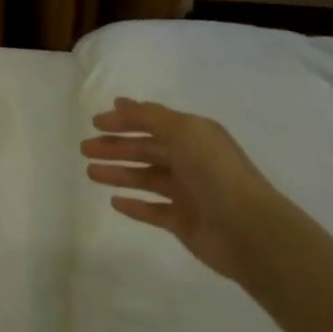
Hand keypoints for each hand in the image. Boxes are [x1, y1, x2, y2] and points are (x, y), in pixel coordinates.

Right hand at [81, 98, 279, 285]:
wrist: (247, 229)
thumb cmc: (214, 172)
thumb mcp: (182, 132)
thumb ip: (149, 117)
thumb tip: (120, 102)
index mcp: (195, 135)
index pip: (153, 122)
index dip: (124, 120)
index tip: (95, 122)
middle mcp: (191, 160)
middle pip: (146, 150)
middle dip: (115, 147)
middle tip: (84, 148)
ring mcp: (188, 192)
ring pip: (146, 178)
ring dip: (119, 173)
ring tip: (90, 172)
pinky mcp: (184, 222)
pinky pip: (153, 210)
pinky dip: (134, 205)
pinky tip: (114, 202)